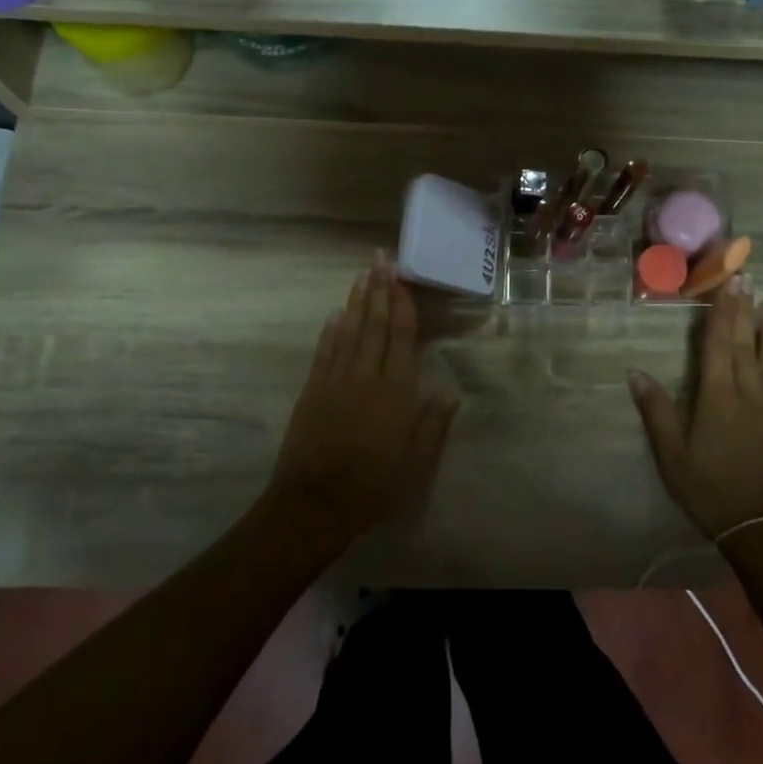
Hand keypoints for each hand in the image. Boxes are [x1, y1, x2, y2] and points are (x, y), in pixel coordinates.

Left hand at [268, 254, 459, 548]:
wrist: (314, 504)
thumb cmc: (373, 487)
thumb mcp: (416, 464)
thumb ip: (433, 425)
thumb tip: (449, 391)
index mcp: (397, 391)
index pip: (401, 336)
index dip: (402, 304)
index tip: (401, 278)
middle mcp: (367, 376)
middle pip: (375, 324)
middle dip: (379, 289)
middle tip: (380, 259)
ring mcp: (336, 380)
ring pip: (349, 331)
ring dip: (356, 301)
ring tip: (362, 275)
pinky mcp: (313, 391)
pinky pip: (325, 352)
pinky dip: (331, 331)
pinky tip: (335, 315)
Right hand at [628, 278, 762, 538]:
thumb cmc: (710, 491)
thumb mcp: (672, 456)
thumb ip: (656, 411)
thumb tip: (635, 371)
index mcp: (717, 396)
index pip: (716, 344)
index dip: (720, 311)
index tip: (726, 283)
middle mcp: (749, 393)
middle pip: (744, 344)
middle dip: (744, 310)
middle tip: (748, 279)